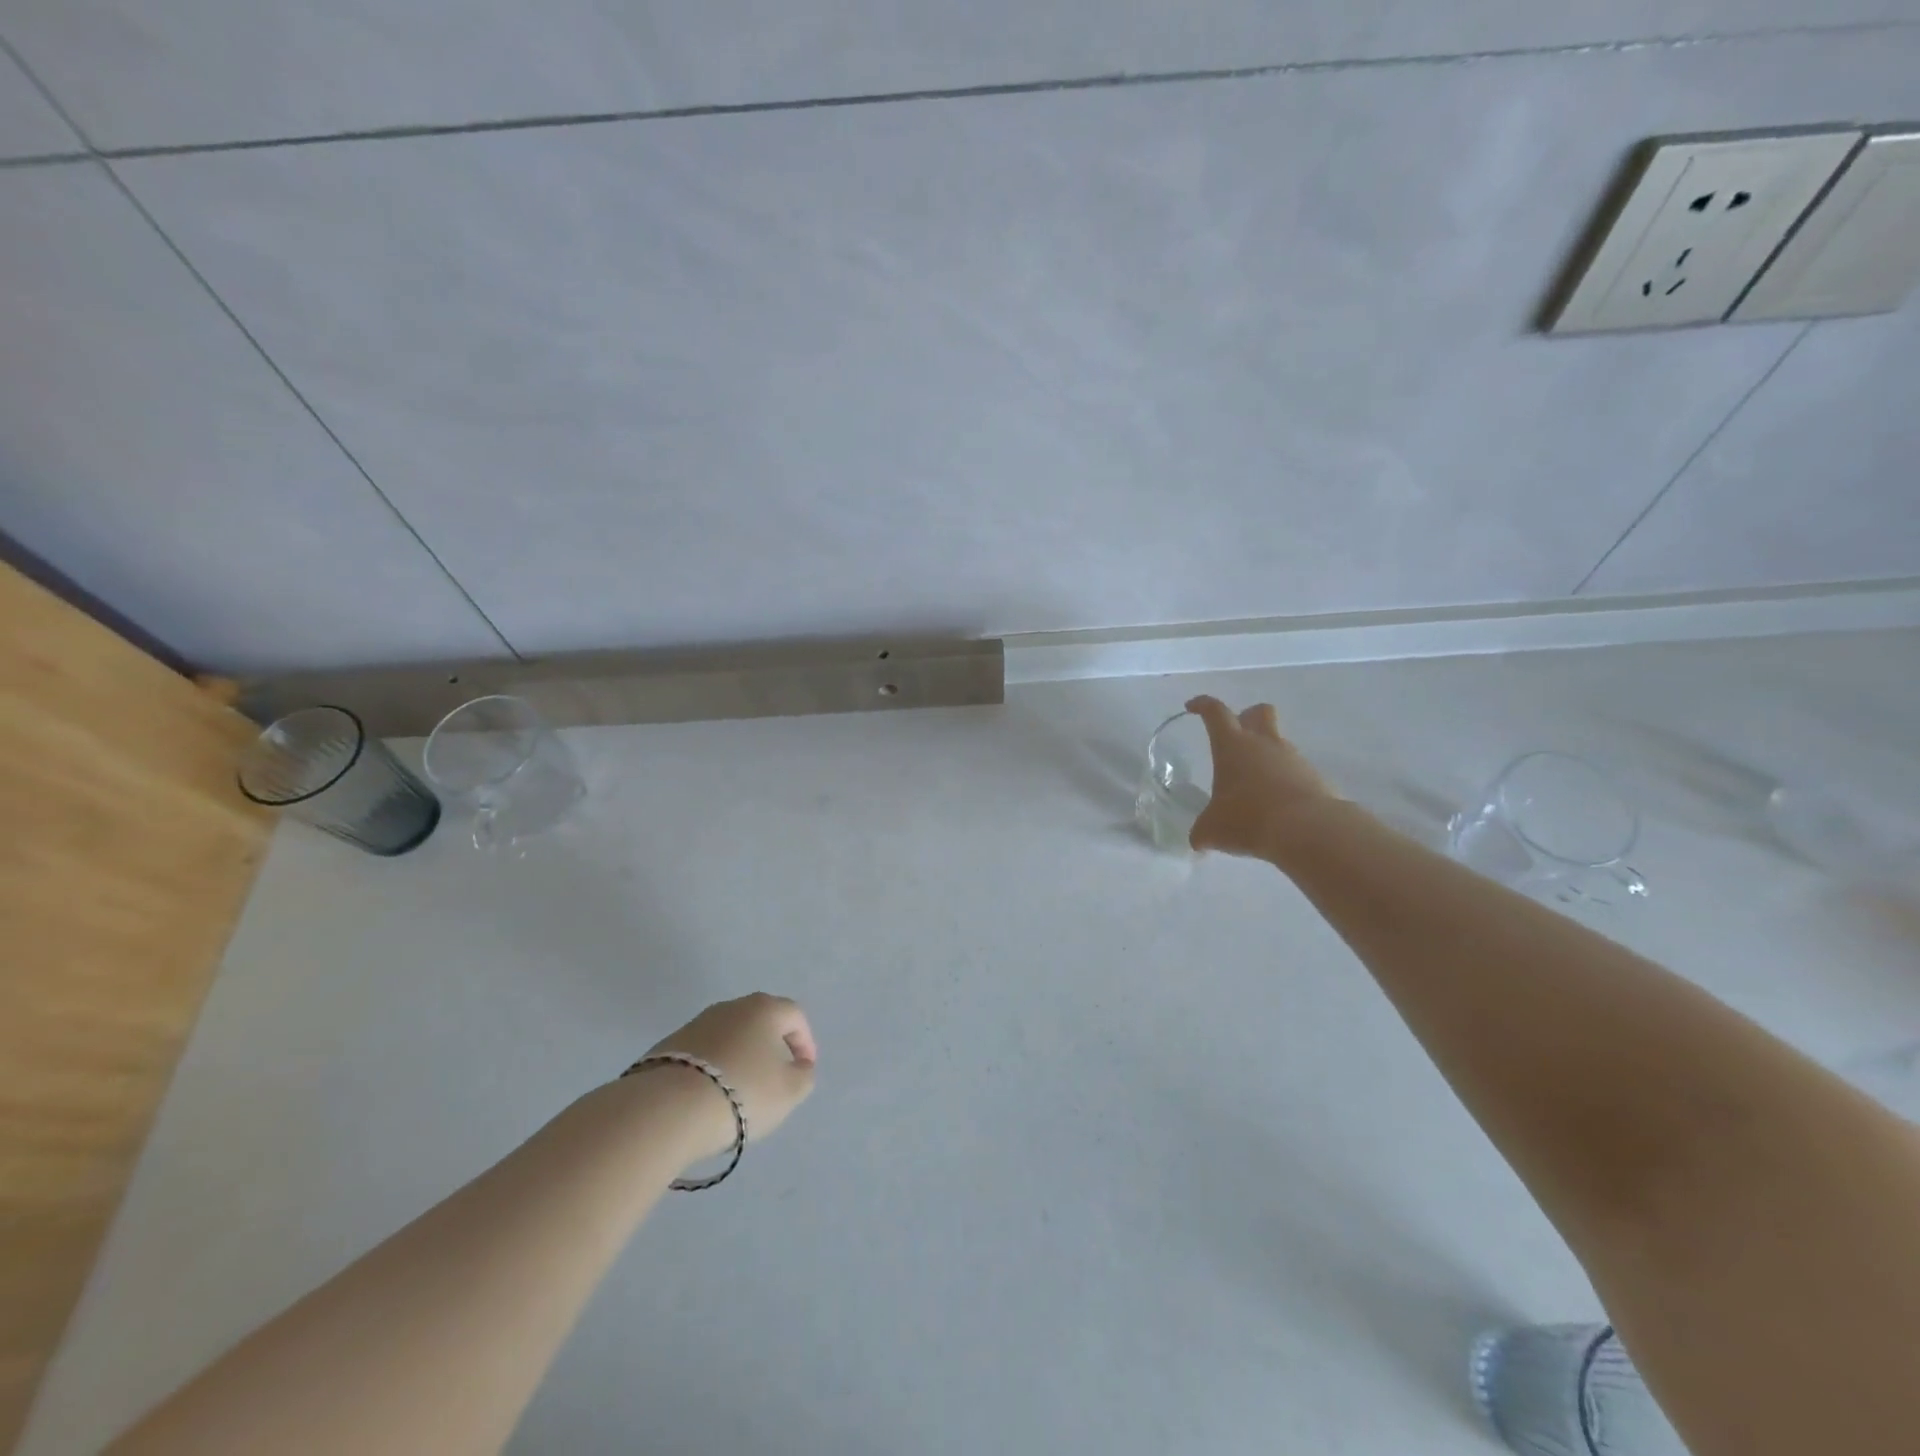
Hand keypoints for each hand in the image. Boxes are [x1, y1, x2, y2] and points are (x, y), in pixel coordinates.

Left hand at [644, 993, 817, 1156]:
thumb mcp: (789, 1091)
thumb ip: (803, 1075)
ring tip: (739, 1090)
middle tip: (774, 1076)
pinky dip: (712, 1068)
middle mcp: (731, 1006)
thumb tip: (799, 1066)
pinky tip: (709, 1095)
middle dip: (771, 1046)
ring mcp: (696, 1023)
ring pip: (729, 1036)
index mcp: (765, 1009)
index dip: (804, 1042)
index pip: (795, 1016)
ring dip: (739, 1056)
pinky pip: (702, 1053)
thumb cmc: (742, 1092)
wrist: (667, 1108)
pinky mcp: (668, 1045)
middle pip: (760, 1021)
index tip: (804, 1069)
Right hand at [1185, 696, 1335, 859]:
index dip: (1202, 705)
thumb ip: (1202, 832)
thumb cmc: (1248, 819)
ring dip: (1267, 756)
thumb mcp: (1212, 830)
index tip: (1193, 707)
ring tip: (1255, 787)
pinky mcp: (1316, 778)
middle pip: (1259, 712)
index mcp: (1232, 746)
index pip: (1215, 712)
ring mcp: (1294, 758)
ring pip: (1279, 743)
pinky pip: (1296, 772)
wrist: (1308, 830)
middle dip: (1247, 717)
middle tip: (1236, 737)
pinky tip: (1277, 806)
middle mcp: (1264, 744)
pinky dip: (1285, 782)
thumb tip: (1199, 841)